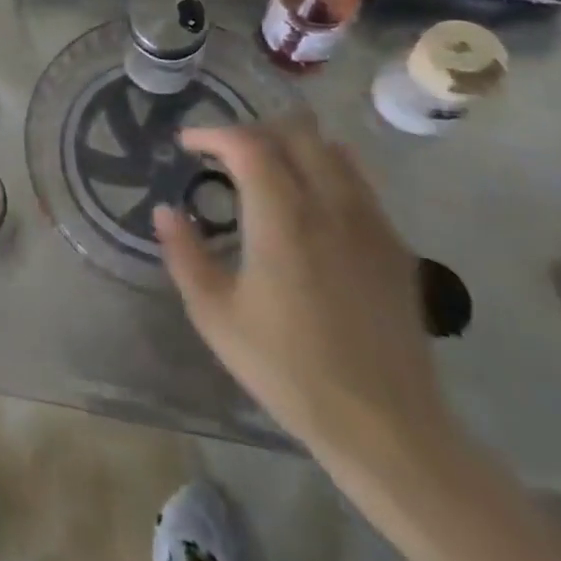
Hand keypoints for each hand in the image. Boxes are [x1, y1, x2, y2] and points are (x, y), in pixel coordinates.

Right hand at [154, 119, 453, 470]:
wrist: (386, 428)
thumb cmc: (288, 369)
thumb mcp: (215, 315)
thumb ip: (185, 254)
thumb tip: (165, 211)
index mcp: (283, 219)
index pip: (248, 144)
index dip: (212, 133)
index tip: (187, 145)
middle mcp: (330, 207)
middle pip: (295, 133)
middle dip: (252, 132)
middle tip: (223, 154)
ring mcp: (370, 224)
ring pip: (333, 150)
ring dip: (292, 146)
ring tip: (265, 170)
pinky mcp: (395, 247)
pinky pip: (360, 183)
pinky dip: (327, 171)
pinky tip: (309, 206)